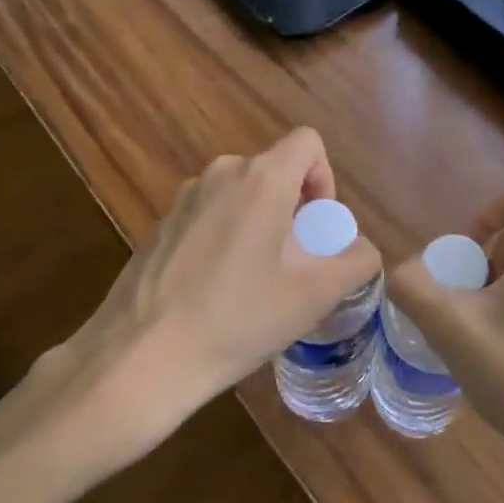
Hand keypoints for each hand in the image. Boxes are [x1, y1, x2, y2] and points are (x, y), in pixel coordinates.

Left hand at [19, 127, 381, 487]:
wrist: (139, 359)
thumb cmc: (238, 319)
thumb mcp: (314, 295)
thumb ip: (356, 261)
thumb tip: (363, 250)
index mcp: (261, 178)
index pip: (307, 142)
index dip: (325, 177)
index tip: (318, 227)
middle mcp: (221, 173)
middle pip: (274, 170)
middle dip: (293, 208)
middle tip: (293, 262)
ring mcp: (183, 198)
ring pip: (240, 194)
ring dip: (258, 223)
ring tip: (254, 282)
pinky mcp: (158, 225)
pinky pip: (208, 215)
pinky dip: (224, 238)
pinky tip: (214, 292)